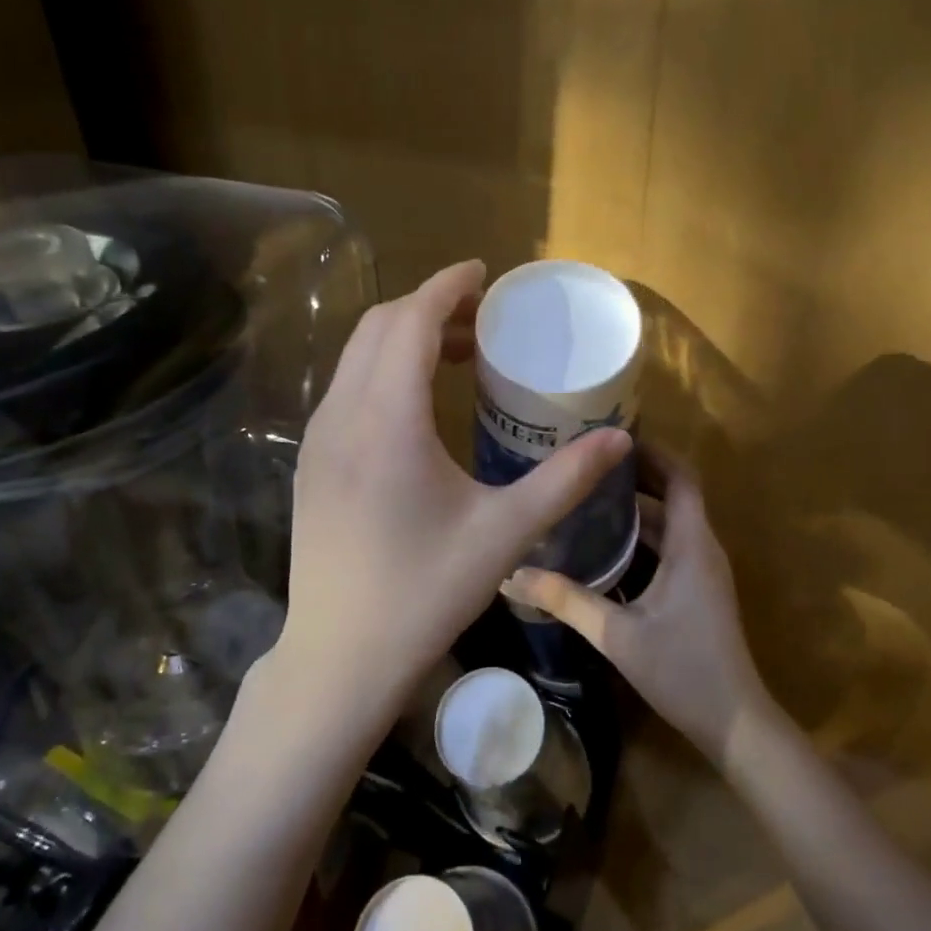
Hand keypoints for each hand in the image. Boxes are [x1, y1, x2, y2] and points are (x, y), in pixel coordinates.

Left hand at [272, 260, 631, 732]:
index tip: (484, 273)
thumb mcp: (504, 534)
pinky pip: (347, 390)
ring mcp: (318, 439)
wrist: (340, 657)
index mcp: (387, 420)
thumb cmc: (425, 593)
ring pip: (357, 358)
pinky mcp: (312, 463)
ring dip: (404, 338)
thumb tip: (618, 438)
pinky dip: (383, 370)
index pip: (410, 321)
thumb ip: (565, 479)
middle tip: (483, 319)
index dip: (447, 286)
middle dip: (430, 307)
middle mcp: (342, 415)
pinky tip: (419, 405)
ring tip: (458, 355)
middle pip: (379, 328)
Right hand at [505, 447, 773, 768]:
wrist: (735, 723)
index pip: (681, 477)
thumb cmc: (682, 669)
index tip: (612, 437)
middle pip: (673, 495)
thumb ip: (567, 601)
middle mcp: (703, 547)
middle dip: (635, 476)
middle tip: (586, 465)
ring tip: (588, 496)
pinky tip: (605, 544)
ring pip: (671, 523)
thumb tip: (512, 575)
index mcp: (692, 544)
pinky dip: (642, 536)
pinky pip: (670, 546)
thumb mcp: (617, 634)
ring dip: (637, 507)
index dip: (653, 452)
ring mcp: (703, 570)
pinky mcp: (698, 590)